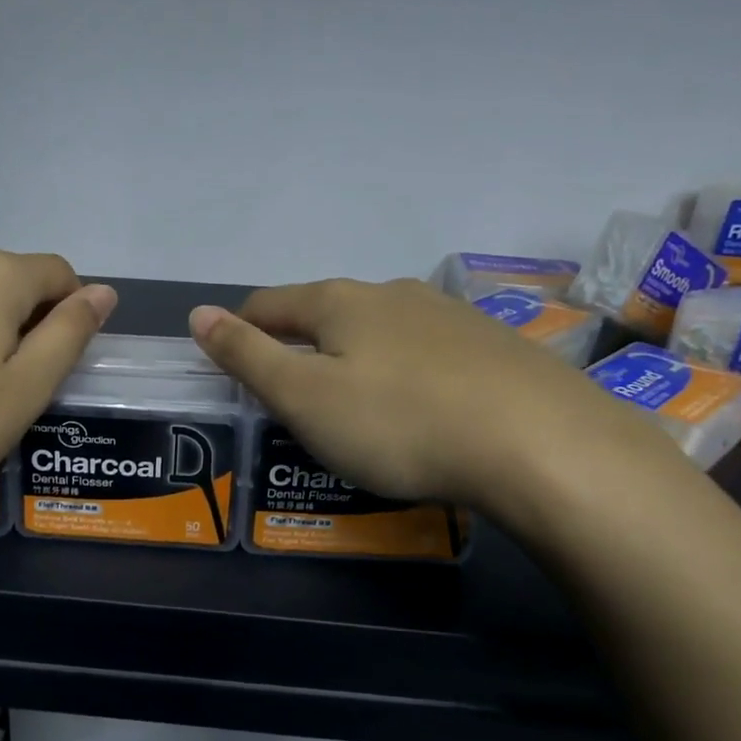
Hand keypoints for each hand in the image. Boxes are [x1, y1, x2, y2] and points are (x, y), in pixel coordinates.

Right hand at [188, 278, 671, 523]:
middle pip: (323, 315)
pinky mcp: (493, 345)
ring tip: (356, 408)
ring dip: (353, 360)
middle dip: (298, 349)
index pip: (267, 305)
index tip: (230, 369)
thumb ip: (246, 355)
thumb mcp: (304, 397)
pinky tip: (421, 410)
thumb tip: (197, 313)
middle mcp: (391, 293)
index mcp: (338, 302)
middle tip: (290, 401)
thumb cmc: (399, 423)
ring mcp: (448, 315)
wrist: (543, 446)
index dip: (238, 333)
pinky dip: (404, 375)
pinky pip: (426, 354)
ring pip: (378, 332)